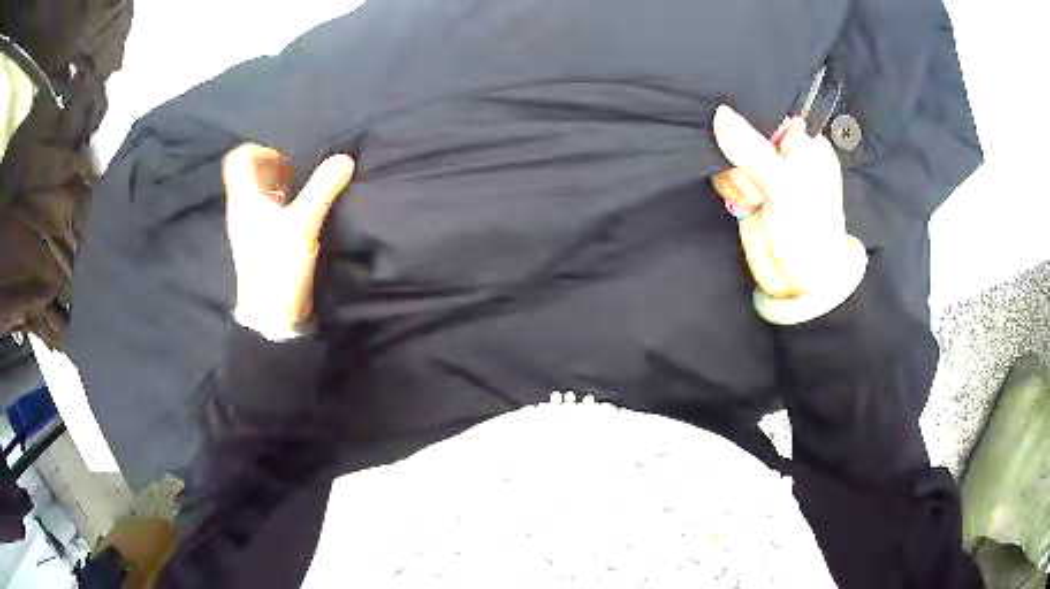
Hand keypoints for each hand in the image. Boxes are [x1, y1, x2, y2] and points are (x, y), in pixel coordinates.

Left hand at [222, 143, 354, 338]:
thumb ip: (322, 190)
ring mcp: (251, 227)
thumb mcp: (302, 225)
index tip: (285, 152)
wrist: (271, 315)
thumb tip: (344, 159)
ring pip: (260, 193)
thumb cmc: (277, 266)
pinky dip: (284, 202)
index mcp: (244, 199)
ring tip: (305, 184)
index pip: (238, 159)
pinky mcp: (262, 242)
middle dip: (274, 164)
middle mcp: (243, 209)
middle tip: (301, 165)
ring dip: (280, 183)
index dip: (259, 148)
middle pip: (251, 174)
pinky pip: (269, 211)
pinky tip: (303, 208)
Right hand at [711, 105, 857, 299]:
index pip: (772, 115)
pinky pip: (726, 174)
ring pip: (732, 153)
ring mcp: (764, 174)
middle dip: (741, 153)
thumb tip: (721, 114)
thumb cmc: (808, 235)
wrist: (796, 285)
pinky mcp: (747, 192)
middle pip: (746, 132)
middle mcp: (785, 156)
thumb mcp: (786, 190)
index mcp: (806, 147)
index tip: (747, 136)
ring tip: (753, 198)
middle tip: (756, 181)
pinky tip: (742, 202)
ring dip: (735, 176)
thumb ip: (753, 152)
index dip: (752, 119)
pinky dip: (728, 186)